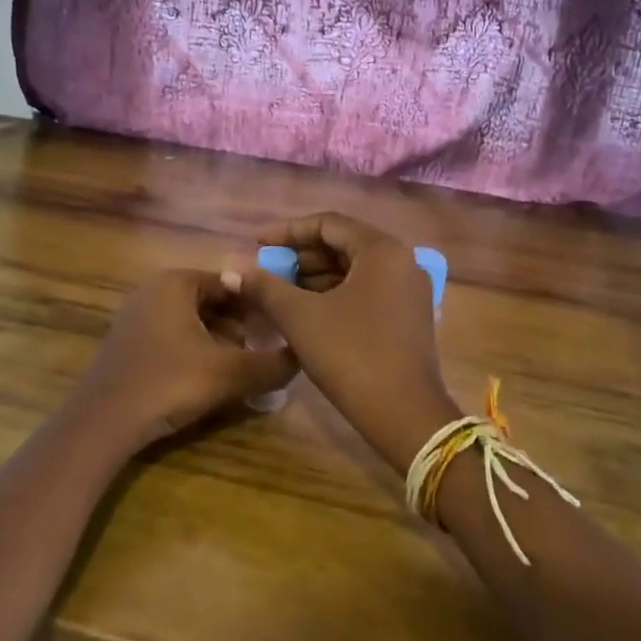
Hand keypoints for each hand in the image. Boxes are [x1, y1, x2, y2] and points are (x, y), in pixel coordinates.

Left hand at [70, 269, 296, 450]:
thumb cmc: (169, 383)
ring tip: (244, 365)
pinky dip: (197, 350)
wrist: (103, 423)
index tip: (282, 325)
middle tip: (267, 347)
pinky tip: (211, 377)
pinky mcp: (129, 344)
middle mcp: (154, 290)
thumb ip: (272, 365)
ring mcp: (137, 317)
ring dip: (221, 339)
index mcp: (176, 283)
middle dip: (242, 322)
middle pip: (212, 300)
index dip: (260, 302)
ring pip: (193, 320)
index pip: (231, 281)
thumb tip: (302, 357)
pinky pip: (173, 337)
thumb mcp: (229, 373)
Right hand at [233, 213, 457, 472]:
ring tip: (278, 292)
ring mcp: (409, 291)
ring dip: (315, 278)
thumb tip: (232, 269)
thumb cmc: (351, 355)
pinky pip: (366, 292)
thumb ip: (265, 287)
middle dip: (300, 256)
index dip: (287, 231)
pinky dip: (334, 295)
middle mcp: (402, 261)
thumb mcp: (301, 318)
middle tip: (265, 271)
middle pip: (343, 245)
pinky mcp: (408, 317)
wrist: (405, 416)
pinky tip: (306, 312)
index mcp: (382, 250)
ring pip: (354, 271)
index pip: (328, 224)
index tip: (256, 244)